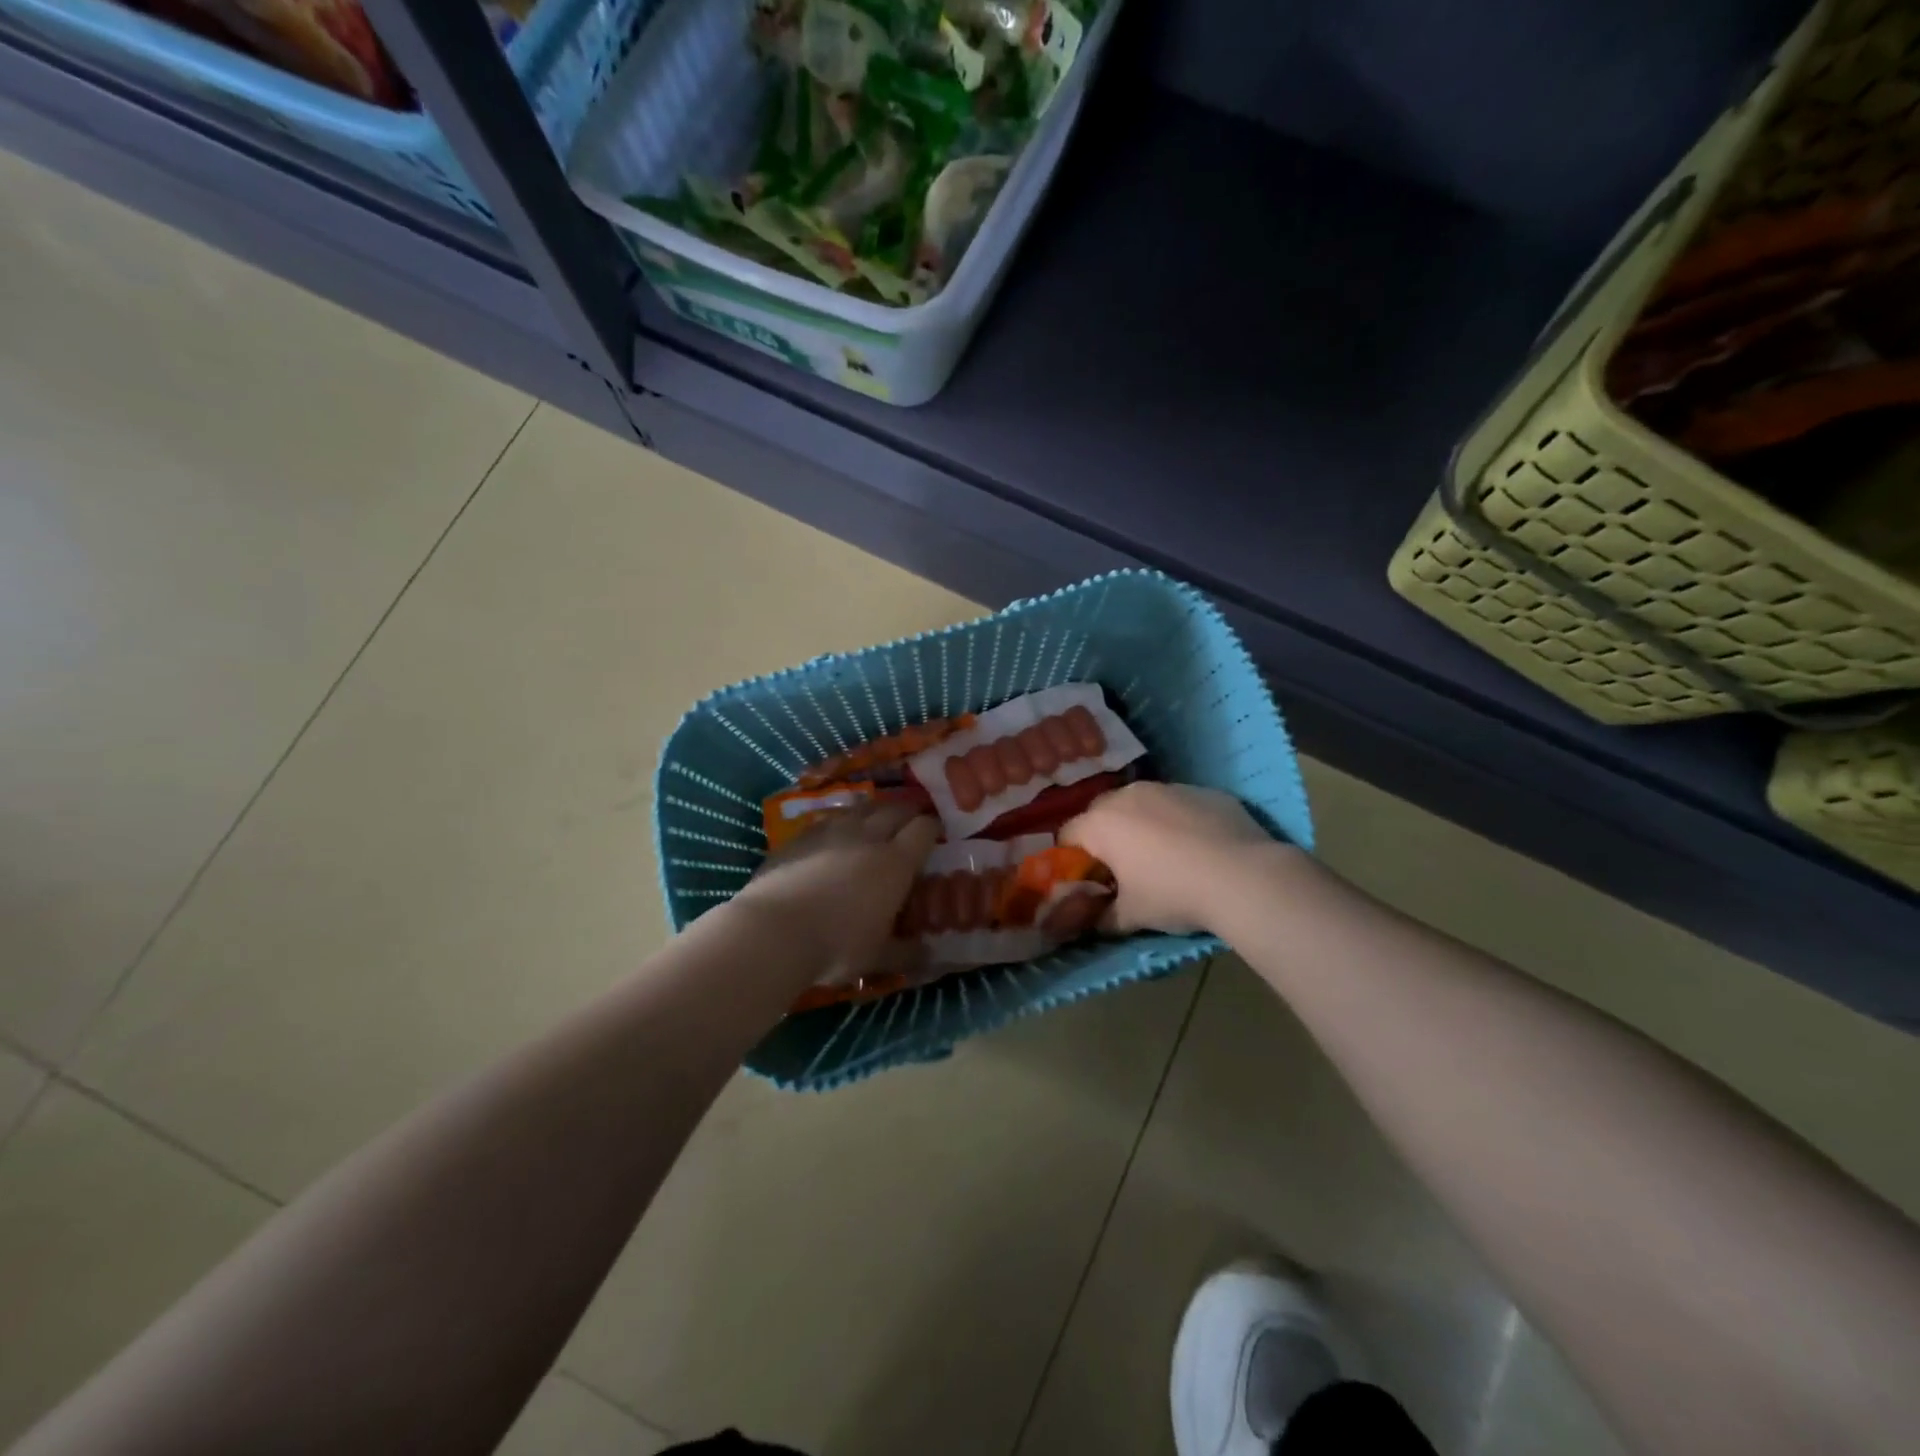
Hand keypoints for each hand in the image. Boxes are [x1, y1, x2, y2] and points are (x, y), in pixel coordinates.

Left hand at [729, 801, 938, 986]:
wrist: (772, 932)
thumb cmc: (836, 946)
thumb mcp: (878, 958)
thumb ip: (906, 952)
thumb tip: (929, 955)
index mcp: (895, 863)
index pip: (924, 830)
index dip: (932, 828)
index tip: (935, 833)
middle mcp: (867, 837)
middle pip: (894, 810)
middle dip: (907, 812)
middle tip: (910, 821)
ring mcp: (830, 831)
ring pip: (860, 808)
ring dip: (873, 811)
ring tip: (874, 821)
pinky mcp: (799, 836)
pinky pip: (828, 820)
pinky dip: (839, 823)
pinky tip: (834, 837)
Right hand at [1061, 782, 1287, 934]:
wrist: (1243, 876)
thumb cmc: (1174, 894)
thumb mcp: (1131, 916)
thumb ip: (1102, 918)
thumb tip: (1092, 922)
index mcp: (1101, 823)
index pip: (1067, 835)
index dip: (1073, 860)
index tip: (1091, 881)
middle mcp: (1128, 795)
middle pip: (1101, 813)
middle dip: (1105, 838)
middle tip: (1124, 869)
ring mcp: (1167, 788)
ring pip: (1141, 803)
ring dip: (1141, 825)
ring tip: (1165, 857)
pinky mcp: (1202, 790)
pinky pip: (1177, 804)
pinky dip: (1177, 821)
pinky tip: (1198, 848)